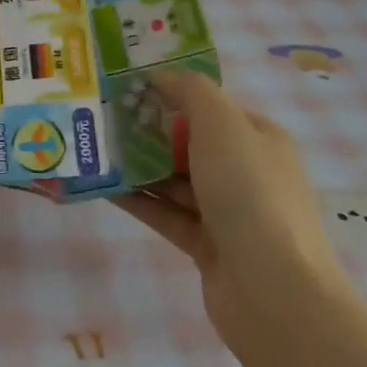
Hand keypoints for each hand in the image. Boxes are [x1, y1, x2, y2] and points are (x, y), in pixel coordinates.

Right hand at [112, 69, 349, 358]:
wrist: (274, 291)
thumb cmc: (249, 191)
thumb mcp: (221, 123)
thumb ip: (190, 90)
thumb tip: (159, 76)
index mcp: (258, 138)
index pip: (210, 106)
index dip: (171, 93)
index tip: (126, 86)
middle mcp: (246, 171)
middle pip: (188, 142)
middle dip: (146, 129)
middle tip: (100, 115)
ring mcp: (228, 212)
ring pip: (173, 179)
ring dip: (136, 165)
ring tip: (93, 148)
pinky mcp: (207, 246)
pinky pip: (165, 213)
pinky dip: (136, 199)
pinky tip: (101, 186)